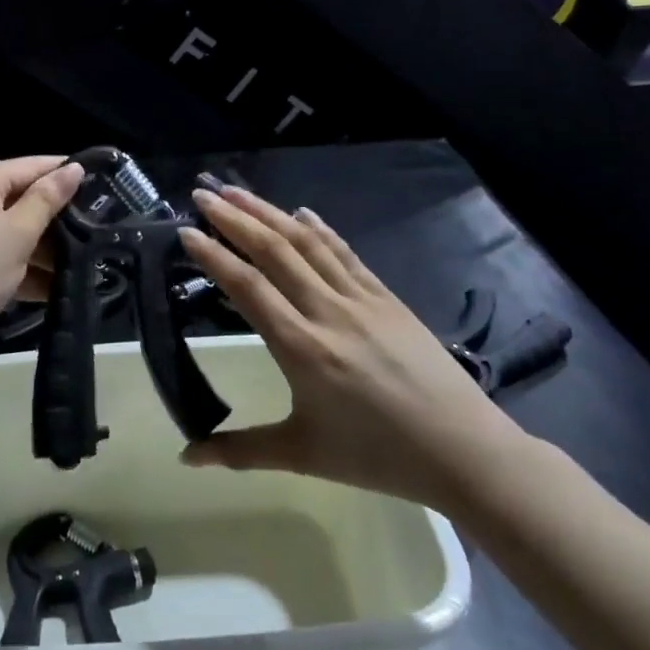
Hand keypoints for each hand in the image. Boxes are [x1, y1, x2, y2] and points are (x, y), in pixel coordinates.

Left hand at [0, 156, 83, 373]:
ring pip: (18, 231)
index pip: (35, 165)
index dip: (69, 175)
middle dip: (61, 218)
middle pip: (26, 198)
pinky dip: (26, 270)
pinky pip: (4, 256)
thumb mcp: (16, 234)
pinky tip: (57, 289)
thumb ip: (47, 200)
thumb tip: (74, 168)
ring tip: (90, 264)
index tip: (108, 189)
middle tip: (103, 232)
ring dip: (47, 249)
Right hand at [175, 184, 526, 512]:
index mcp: (301, 347)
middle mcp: (327, 310)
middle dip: (234, 218)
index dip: (213, 255)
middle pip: (274, 251)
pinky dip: (320, 229)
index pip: (247, 286)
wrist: (464, 450)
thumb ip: (239, 451)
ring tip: (238, 191)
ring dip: (269, 212)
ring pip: (307, 243)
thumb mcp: (302, 456)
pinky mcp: (387, 297)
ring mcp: (360, 298)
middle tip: (203, 194)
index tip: (186, 231)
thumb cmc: (377, 456)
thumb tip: (186, 457)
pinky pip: (345, 253)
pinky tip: (302, 213)